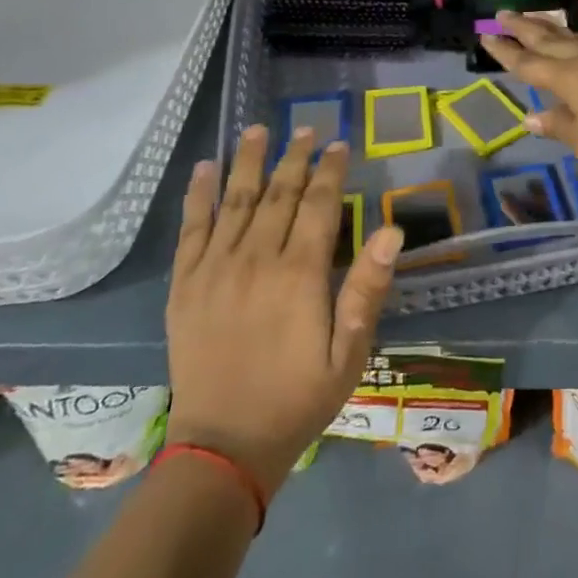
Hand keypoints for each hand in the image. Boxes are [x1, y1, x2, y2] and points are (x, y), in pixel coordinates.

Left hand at [165, 127, 402, 496]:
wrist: (223, 448)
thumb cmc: (297, 399)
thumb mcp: (349, 352)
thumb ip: (368, 288)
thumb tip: (392, 231)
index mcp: (299, 274)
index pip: (318, 204)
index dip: (331, 170)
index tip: (339, 144)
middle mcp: (256, 260)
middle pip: (278, 194)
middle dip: (294, 157)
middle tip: (304, 129)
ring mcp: (215, 270)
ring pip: (236, 200)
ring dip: (249, 162)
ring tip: (257, 130)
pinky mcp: (184, 286)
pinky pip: (191, 229)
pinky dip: (199, 196)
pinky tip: (204, 170)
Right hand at [478, 11, 577, 179]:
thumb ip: (557, 124)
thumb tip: (530, 116)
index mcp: (567, 77)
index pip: (528, 62)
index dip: (505, 51)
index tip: (486, 37)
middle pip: (548, 38)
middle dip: (523, 26)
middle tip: (503, 13)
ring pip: (573, 35)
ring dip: (550, 27)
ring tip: (535, 20)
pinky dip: (577, 39)